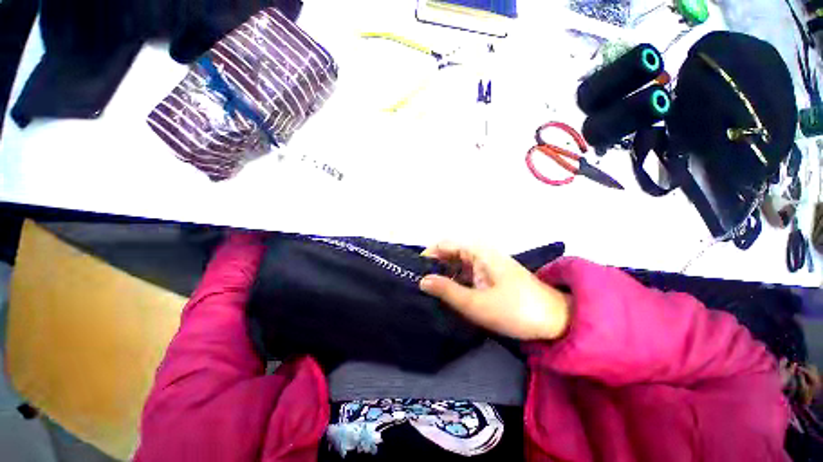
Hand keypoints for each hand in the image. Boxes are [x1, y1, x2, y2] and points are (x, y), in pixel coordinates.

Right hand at [420, 242, 570, 340]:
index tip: (414, 271)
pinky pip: (467, 274)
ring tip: (429, 291)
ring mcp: (487, 265)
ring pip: (458, 265)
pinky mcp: (491, 277)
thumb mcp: (476, 303)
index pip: (445, 245)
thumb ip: (447, 291)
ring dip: (444, 275)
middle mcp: (481, 254)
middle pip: (450, 254)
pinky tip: (449, 294)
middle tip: (419, 284)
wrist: (556, 319)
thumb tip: (422, 281)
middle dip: (434, 266)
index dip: (428, 255)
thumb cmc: (515, 309)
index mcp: (478, 253)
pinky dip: (456, 281)